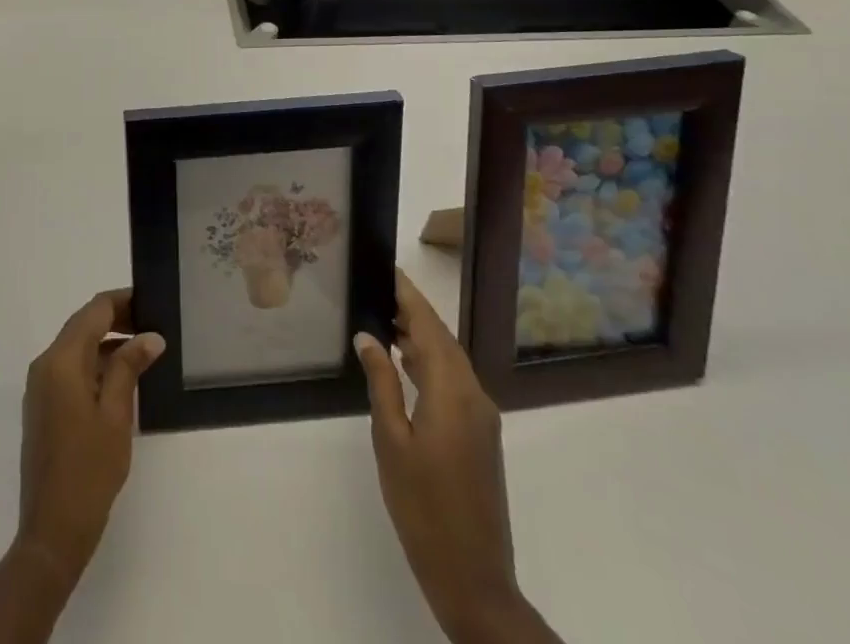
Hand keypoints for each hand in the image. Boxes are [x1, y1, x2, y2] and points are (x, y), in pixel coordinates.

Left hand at [17, 289, 164, 584]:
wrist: (52, 530)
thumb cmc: (89, 470)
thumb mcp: (117, 415)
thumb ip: (130, 368)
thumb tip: (150, 336)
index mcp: (62, 360)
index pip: (94, 311)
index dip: (123, 301)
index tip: (152, 302)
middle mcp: (45, 364)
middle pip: (83, 325)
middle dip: (117, 320)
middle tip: (153, 327)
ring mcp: (40, 386)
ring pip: (77, 347)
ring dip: (107, 343)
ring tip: (144, 352)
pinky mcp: (42, 405)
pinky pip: (70, 369)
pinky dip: (95, 364)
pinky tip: (121, 379)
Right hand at [356, 270, 558, 643]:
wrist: (474, 579)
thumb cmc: (423, 507)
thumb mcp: (391, 441)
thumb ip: (381, 383)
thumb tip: (368, 336)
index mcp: (452, 392)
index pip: (429, 327)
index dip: (408, 295)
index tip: (387, 269)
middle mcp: (474, 395)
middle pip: (443, 339)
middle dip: (413, 312)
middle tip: (378, 288)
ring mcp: (481, 417)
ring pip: (450, 360)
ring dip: (421, 337)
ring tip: (384, 318)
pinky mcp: (481, 436)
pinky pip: (455, 382)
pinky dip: (430, 362)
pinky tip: (405, 363)